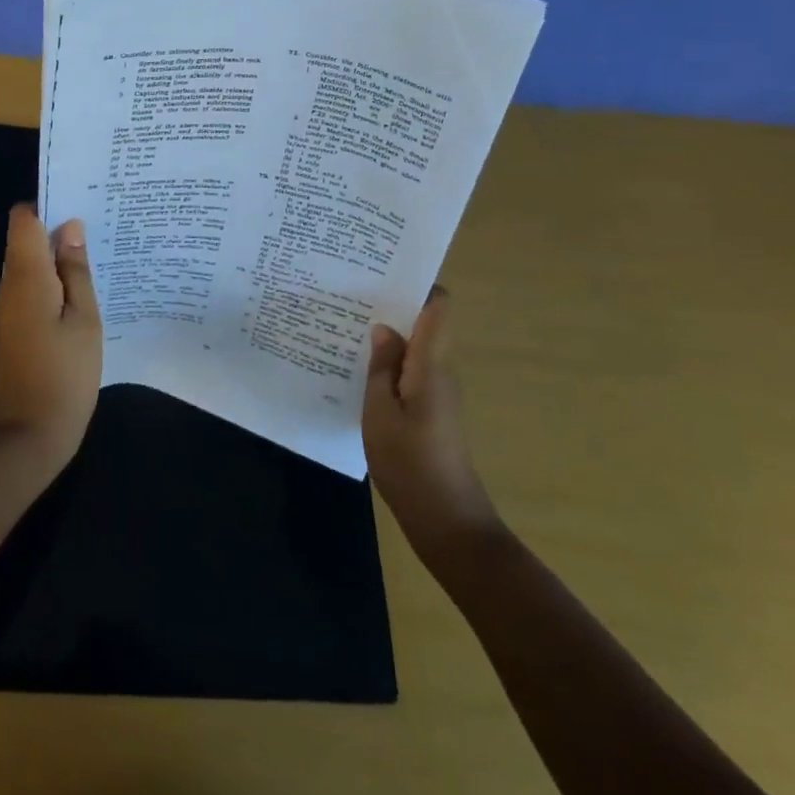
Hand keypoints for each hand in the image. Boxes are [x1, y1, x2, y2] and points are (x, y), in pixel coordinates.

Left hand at [0, 205, 103, 471]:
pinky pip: (29, 290)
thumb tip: (70, 228)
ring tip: (95, 264)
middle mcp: (9, 286)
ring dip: (56, 261)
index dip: (47, 208)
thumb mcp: (85, 319)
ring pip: (28, 266)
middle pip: (25, 241)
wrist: (30, 435)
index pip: (23, 220)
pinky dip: (51, 285)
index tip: (80, 208)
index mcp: (27, 276)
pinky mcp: (11, 328)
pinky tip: (79, 297)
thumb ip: (76, 271)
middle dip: (57, 234)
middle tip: (99, 236)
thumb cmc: (66, 374)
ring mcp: (6, 309)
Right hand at [363, 286, 500, 560]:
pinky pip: (411, 371)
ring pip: (415, 348)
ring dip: (388, 335)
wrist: (447, 522)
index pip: (438, 306)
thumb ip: (382, 365)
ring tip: (347, 324)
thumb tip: (383, 326)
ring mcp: (439, 392)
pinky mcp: (432, 412)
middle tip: (351, 293)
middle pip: (425, 322)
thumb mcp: (380, 411)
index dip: (417, 283)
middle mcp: (441, 370)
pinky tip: (359, 367)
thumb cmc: (410, 463)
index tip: (382, 272)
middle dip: (393, 306)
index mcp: (431, 362)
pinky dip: (389, 362)